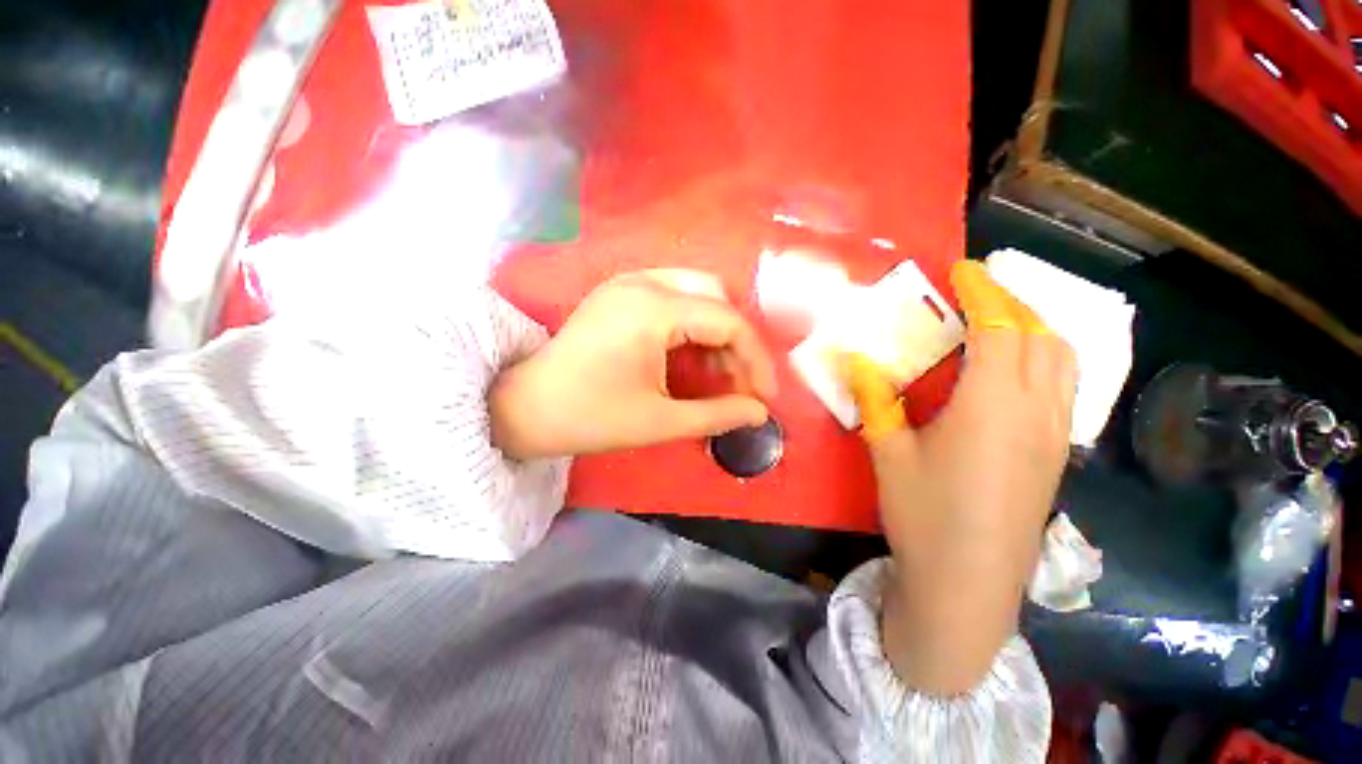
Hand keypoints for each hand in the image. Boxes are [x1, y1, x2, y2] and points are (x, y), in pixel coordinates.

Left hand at [490, 270, 777, 458]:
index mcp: (652, 310)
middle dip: (737, 342)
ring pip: (697, 293)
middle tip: (740, 383)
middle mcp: (643, 282)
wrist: (526, 407)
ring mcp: (629, 282)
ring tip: (719, 374)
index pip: (728, 321)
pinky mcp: (621, 292)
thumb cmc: (590, 416)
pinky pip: (675, 297)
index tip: (764, 395)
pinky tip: (692, 357)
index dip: (755, 358)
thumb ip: (717, 415)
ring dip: (716, 332)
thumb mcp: (660, 421)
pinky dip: (693, 325)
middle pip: (716, 298)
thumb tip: (759, 413)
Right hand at [841, 259, 1076, 694]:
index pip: (1000, 328)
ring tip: (997, 322)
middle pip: (1041, 335)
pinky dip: (1043, 358)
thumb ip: (876, 400)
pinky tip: (1011, 370)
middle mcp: (1035, 411)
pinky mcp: (1056, 454)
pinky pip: (1062, 386)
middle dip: (1012, 302)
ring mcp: (1053, 434)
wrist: (968, 584)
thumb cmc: (924, 514)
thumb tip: (855, 362)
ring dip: (1034, 328)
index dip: (983, 291)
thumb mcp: (889, 453)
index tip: (962, 269)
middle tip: (976, 293)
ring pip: (1062, 360)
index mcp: (990, 406)